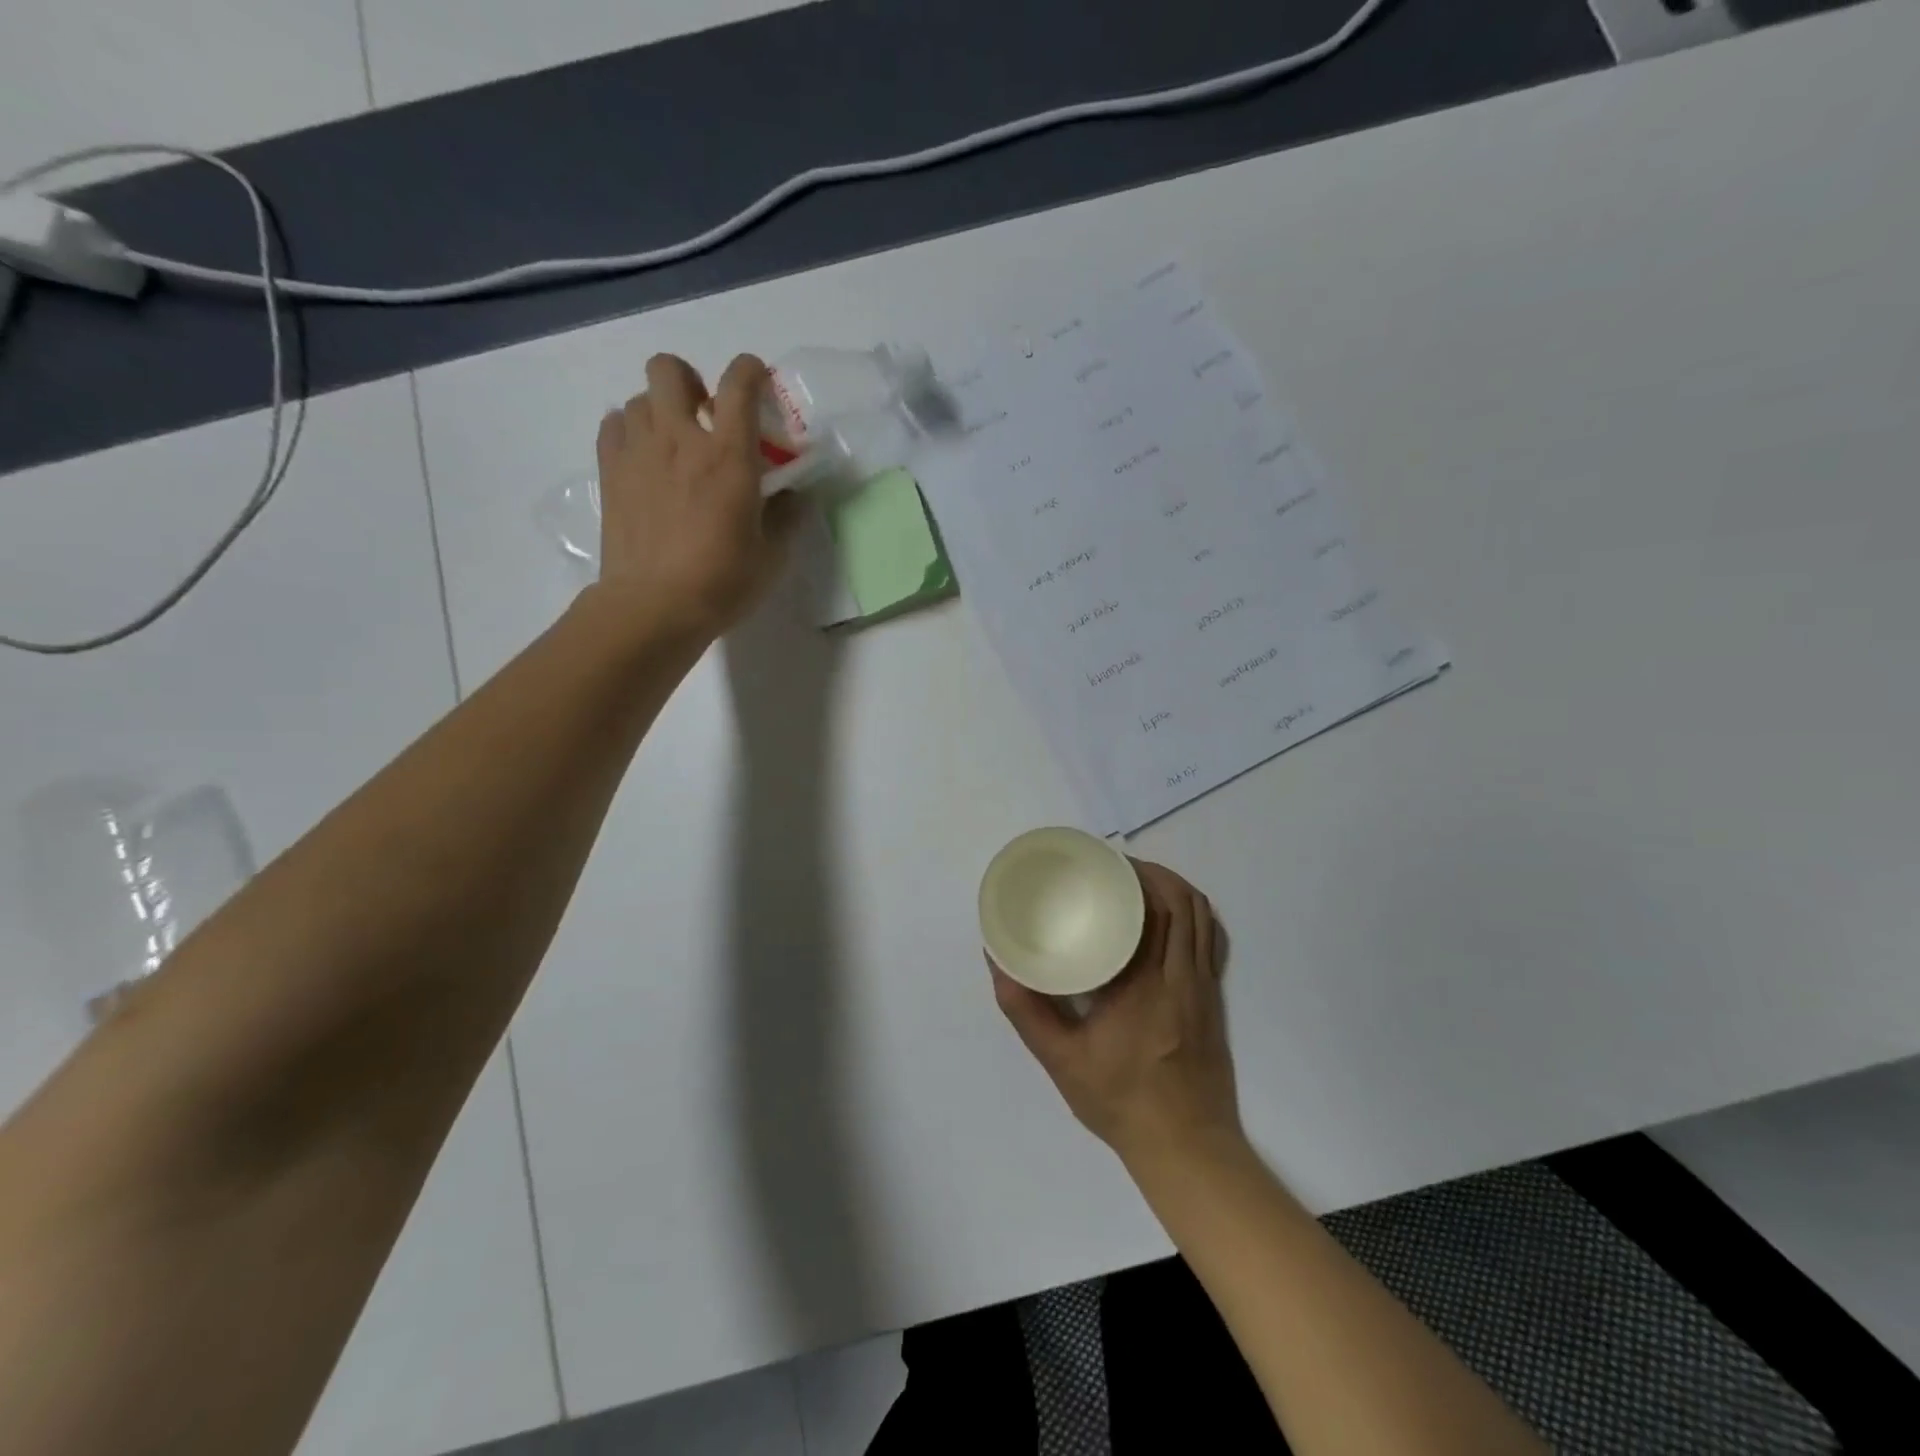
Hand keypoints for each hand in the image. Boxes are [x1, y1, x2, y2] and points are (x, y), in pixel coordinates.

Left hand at [593, 354, 804, 636]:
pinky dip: (629, 430)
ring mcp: (638, 452)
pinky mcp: (610, 472)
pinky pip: (613, 425)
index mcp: (729, 455)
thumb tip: (793, 494)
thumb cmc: (723, 582)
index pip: (740, 383)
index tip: (758, 382)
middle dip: (690, 379)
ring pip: (639, 397)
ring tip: (673, 443)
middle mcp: (680, 439)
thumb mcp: (772, 554)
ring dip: (660, 410)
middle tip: (704, 414)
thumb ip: (787, 515)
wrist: (655, 606)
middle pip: (669, 369)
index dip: (751, 371)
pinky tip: (644, 458)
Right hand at [991, 859, 1241, 1168]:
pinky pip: (1212, 940)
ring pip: (1202, 916)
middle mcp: (1181, 975)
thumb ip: (1026, 1009)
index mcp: (1145, 983)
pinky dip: (1195, 915)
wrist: (1186, 1147)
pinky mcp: (1214, 999)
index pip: (1152, 909)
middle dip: (1152, 873)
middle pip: (1181, 902)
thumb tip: (998, 961)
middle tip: (1117, 867)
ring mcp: (1204, 987)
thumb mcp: (1060, 1059)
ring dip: (1175, 888)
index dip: (1134, 876)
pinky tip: (1170, 916)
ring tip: (1142, 881)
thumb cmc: (1120, 1100)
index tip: (1105, 863)